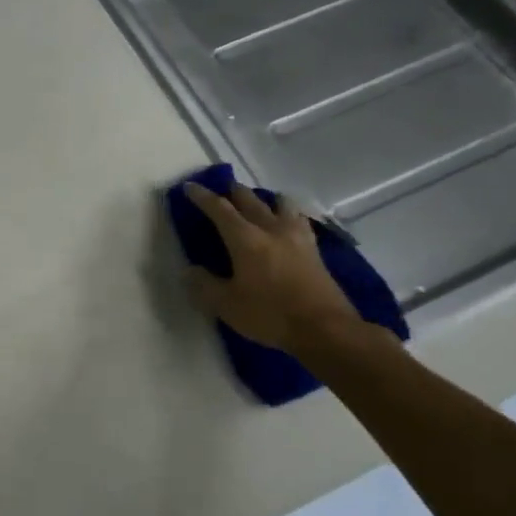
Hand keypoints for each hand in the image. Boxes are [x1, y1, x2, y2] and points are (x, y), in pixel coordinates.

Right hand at [183, 182, 362, 354]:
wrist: (326, 330)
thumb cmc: (270, 314)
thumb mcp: (226, 305)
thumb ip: (204, 285)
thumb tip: (189, 271)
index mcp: (245, 239)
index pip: (219, 209)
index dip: (202, 196)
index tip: (189, 186)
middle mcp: (270, 229)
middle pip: (249, 199)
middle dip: (233, 192)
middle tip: (222, 190)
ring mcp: (296, 237)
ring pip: (280, 203)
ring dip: (265, 199)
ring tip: (259, 204)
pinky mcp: (314, 249)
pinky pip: (299, 220)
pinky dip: (288, 214)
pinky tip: (287, 223)